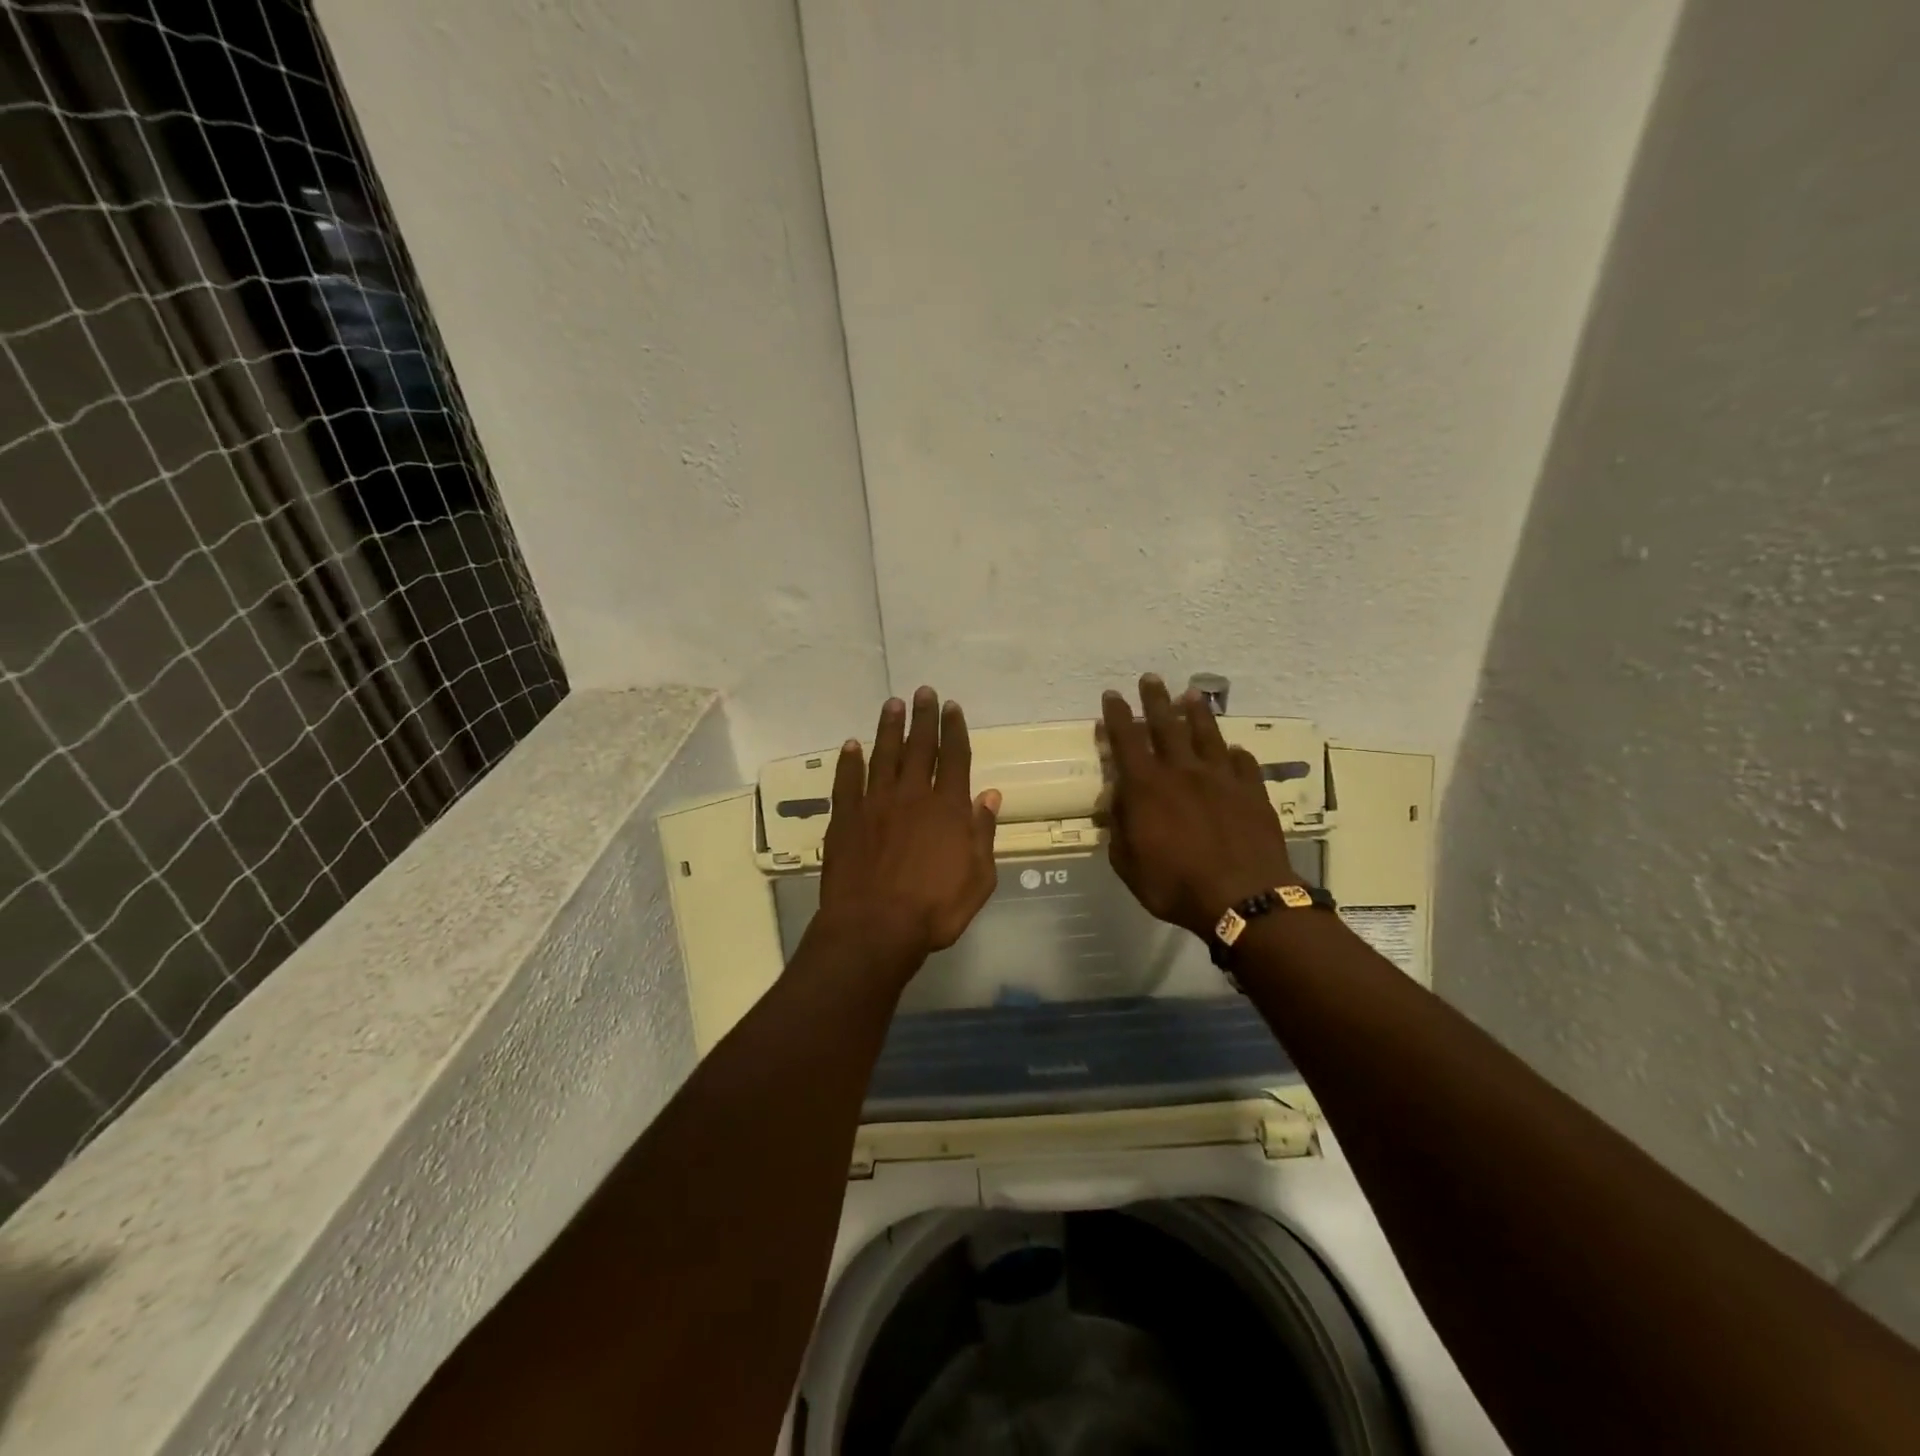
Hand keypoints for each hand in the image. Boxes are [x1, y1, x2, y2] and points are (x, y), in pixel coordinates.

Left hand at [816, 688, 1002, 970]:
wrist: (875, 927)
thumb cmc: (934, 910)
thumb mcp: (978, 878)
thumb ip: (983, 833)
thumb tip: (991, 795)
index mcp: (947, 808)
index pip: (954, 758)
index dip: (954, 730)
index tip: (952, 707)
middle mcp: (912, 795)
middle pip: (919, 747)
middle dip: (923, 718)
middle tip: (923, 692)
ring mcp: (875, 804)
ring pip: (883, 755)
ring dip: (889, 728)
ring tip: (893, 703)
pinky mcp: (845, 818)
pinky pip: (847, 781)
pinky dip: (849, 761)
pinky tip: (851, 745)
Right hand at [1099, 673, 1300, 937]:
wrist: (1243, 897)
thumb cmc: (1175, 885)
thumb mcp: (1128, 863)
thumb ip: (1120, 827)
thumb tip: (1119, 801)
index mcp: (1147, 786)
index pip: (1126, 740)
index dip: (1117, 715)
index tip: (1112, 695)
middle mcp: (1182, 771)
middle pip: (1166, 724)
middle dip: (1156, 699)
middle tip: (1150, 679)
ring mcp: (1221, 778)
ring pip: (1206, 734)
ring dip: (1196, 712)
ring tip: (1191, 694)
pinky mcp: (1251, 790)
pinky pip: (1242, 762)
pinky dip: (1233, 753)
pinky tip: (1232, 750)